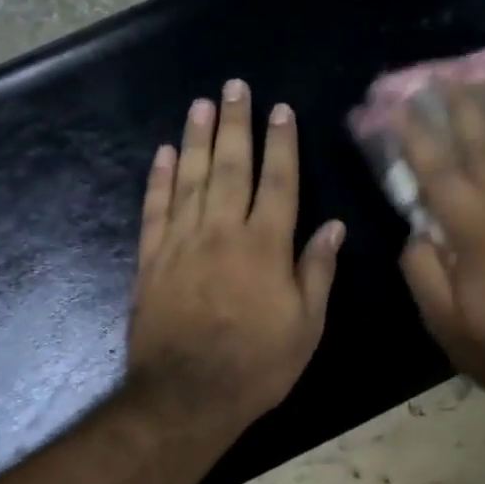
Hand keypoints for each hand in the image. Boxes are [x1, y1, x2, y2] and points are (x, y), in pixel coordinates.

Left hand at [127, 81, 344, 433]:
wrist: (187, 397)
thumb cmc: (257, 365)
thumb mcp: (306, 326)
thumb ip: (317, 271)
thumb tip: (333, 226)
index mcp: (266, 246)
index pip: (278, 182)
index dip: (281, 143)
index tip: (281, 110)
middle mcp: (223, 232)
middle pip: (231, 166)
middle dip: (236, 124)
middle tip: (235, 86)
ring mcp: (182, 242)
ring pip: (191, 178)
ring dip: (197, 137)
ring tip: (202, 103)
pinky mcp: (151, 259)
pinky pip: (155, 209)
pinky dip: (159, 179)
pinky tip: (165, 153)